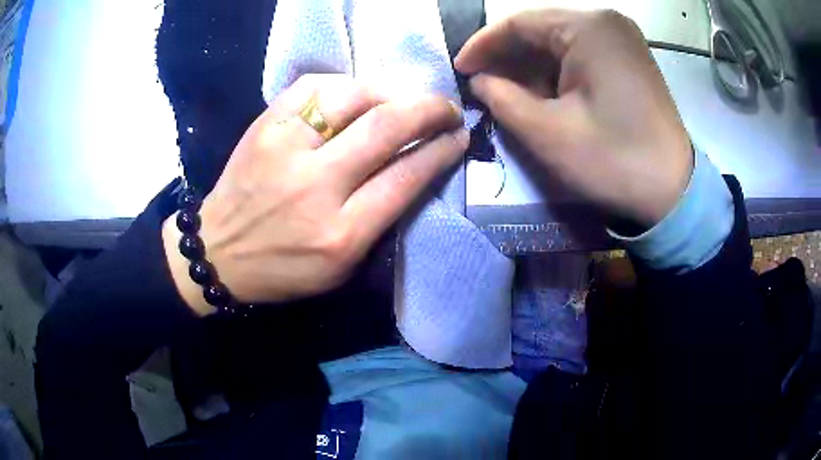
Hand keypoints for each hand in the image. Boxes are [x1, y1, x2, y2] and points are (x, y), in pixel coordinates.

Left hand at [163, 75, 466, 314]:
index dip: (441, 150)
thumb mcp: (342, 267)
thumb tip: (415, 165)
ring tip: (401, 99)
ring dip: (389, 91)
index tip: (458, 136)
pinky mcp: (263, 127)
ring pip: (351, 96)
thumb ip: (381, 219)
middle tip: (447, 107)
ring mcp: (285, 149)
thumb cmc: (284, 268)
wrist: (218, 252)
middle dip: (429, 109)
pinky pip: (312, 86)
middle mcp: (315, 186)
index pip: (406, 176)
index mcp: (341, 233)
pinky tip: (355, 93)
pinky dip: (344, 84)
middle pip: (385, 127)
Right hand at [456, 9, 692, 227]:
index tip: (459, 69)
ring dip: (531, 66)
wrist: (674, 192)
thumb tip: (479, 81)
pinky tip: (542, 92)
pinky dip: (557, 71)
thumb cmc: (614, 161)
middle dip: (508, 57)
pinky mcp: (629, 58)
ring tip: (507, 92)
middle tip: (481, 84)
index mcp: (589, 28)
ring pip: (561, 42)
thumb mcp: (548, 133)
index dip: (483, 45)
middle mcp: (606, 22)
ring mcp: (622, 39)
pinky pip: (581, 54)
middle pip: (542, 29)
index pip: (520, 23)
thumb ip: (501, 99)